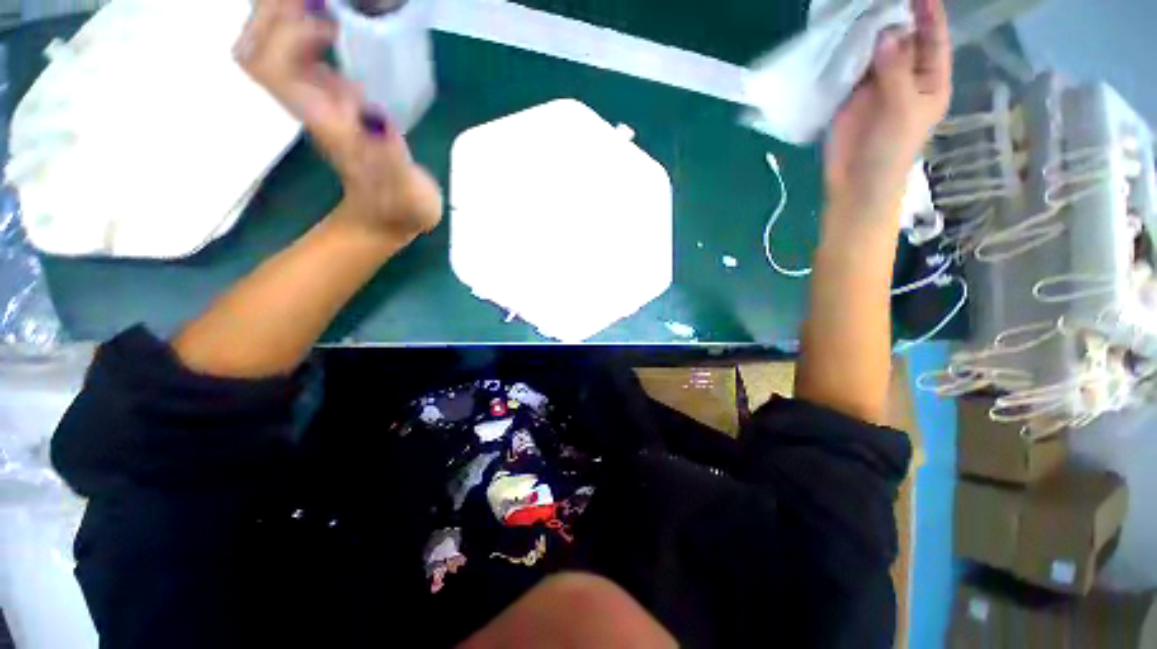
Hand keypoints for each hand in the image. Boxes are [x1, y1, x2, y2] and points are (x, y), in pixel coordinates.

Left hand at [234, 0, 442, 244]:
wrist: (392, 215)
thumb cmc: (401, 206)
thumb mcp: (407, 191)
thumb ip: (392, 159)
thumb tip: (376, 117)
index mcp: (324, 122)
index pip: (272, 66)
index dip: (289, 32)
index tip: (333, 21)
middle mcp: (309, 104)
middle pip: (254, 48)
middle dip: (273, 12)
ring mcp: (316, 99)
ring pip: (267, 44)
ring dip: (282, 13)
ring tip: (323, 1)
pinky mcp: (330, 98)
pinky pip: (297, 50)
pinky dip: (302, 23)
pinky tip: (331, 16)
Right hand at [825, 0, 950, 220]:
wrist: (855, 181)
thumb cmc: (891, 149)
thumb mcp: (902, 109)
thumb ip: (896, 71)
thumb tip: (885, 34)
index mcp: (930, 80)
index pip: (933, 39)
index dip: (929, 14)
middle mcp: (905, 76)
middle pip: (904, 39)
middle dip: (896, 17)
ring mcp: (876, 84)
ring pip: (876, 50)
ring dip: (869, 33)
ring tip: (859, 9)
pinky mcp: (851, 95)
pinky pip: (851, 68)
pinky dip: (848, 53)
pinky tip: (842, 36)